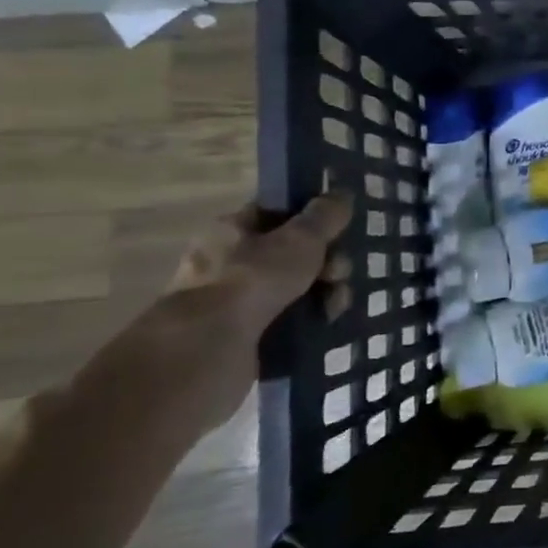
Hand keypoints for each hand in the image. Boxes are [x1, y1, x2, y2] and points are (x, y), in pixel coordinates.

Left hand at [139, 194, 354, 430]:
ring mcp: (237, 303)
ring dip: (324, 293)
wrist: (205, 352)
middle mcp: (230, 263)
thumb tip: (341, 195)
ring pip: (297, 288)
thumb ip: (324, 216)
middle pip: (294, 253)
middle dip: (327, 262)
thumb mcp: (298, 240)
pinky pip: (290, 321)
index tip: (341, 230)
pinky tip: (326, 325)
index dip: (313, 219)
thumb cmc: (250, 282)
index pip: (279, 213)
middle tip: (338, 274)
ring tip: (335, 307)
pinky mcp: (247, 337)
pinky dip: (311, 321)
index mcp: (232, 231)